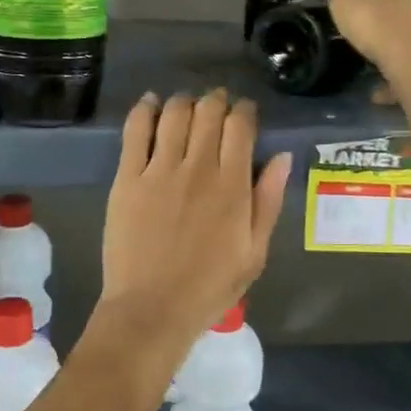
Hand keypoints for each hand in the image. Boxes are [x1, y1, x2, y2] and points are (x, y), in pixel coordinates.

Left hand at [100, 90, 290, 358]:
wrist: (152, 309)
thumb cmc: (210, 287)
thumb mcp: (255, 252)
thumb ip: (269, 201)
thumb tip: (282, 157)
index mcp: (233, 186)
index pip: (240, 126)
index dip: (244, 110)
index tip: (245, 112)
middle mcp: (198, 168)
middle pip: (208, 112)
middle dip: (216, 100)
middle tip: (216, 105)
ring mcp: (159, 171)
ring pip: (174, 114)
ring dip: (184, 101)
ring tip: (187, 105)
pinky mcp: (128, 178)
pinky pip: (135, 131)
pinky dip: (144, 110)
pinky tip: (150, 104)